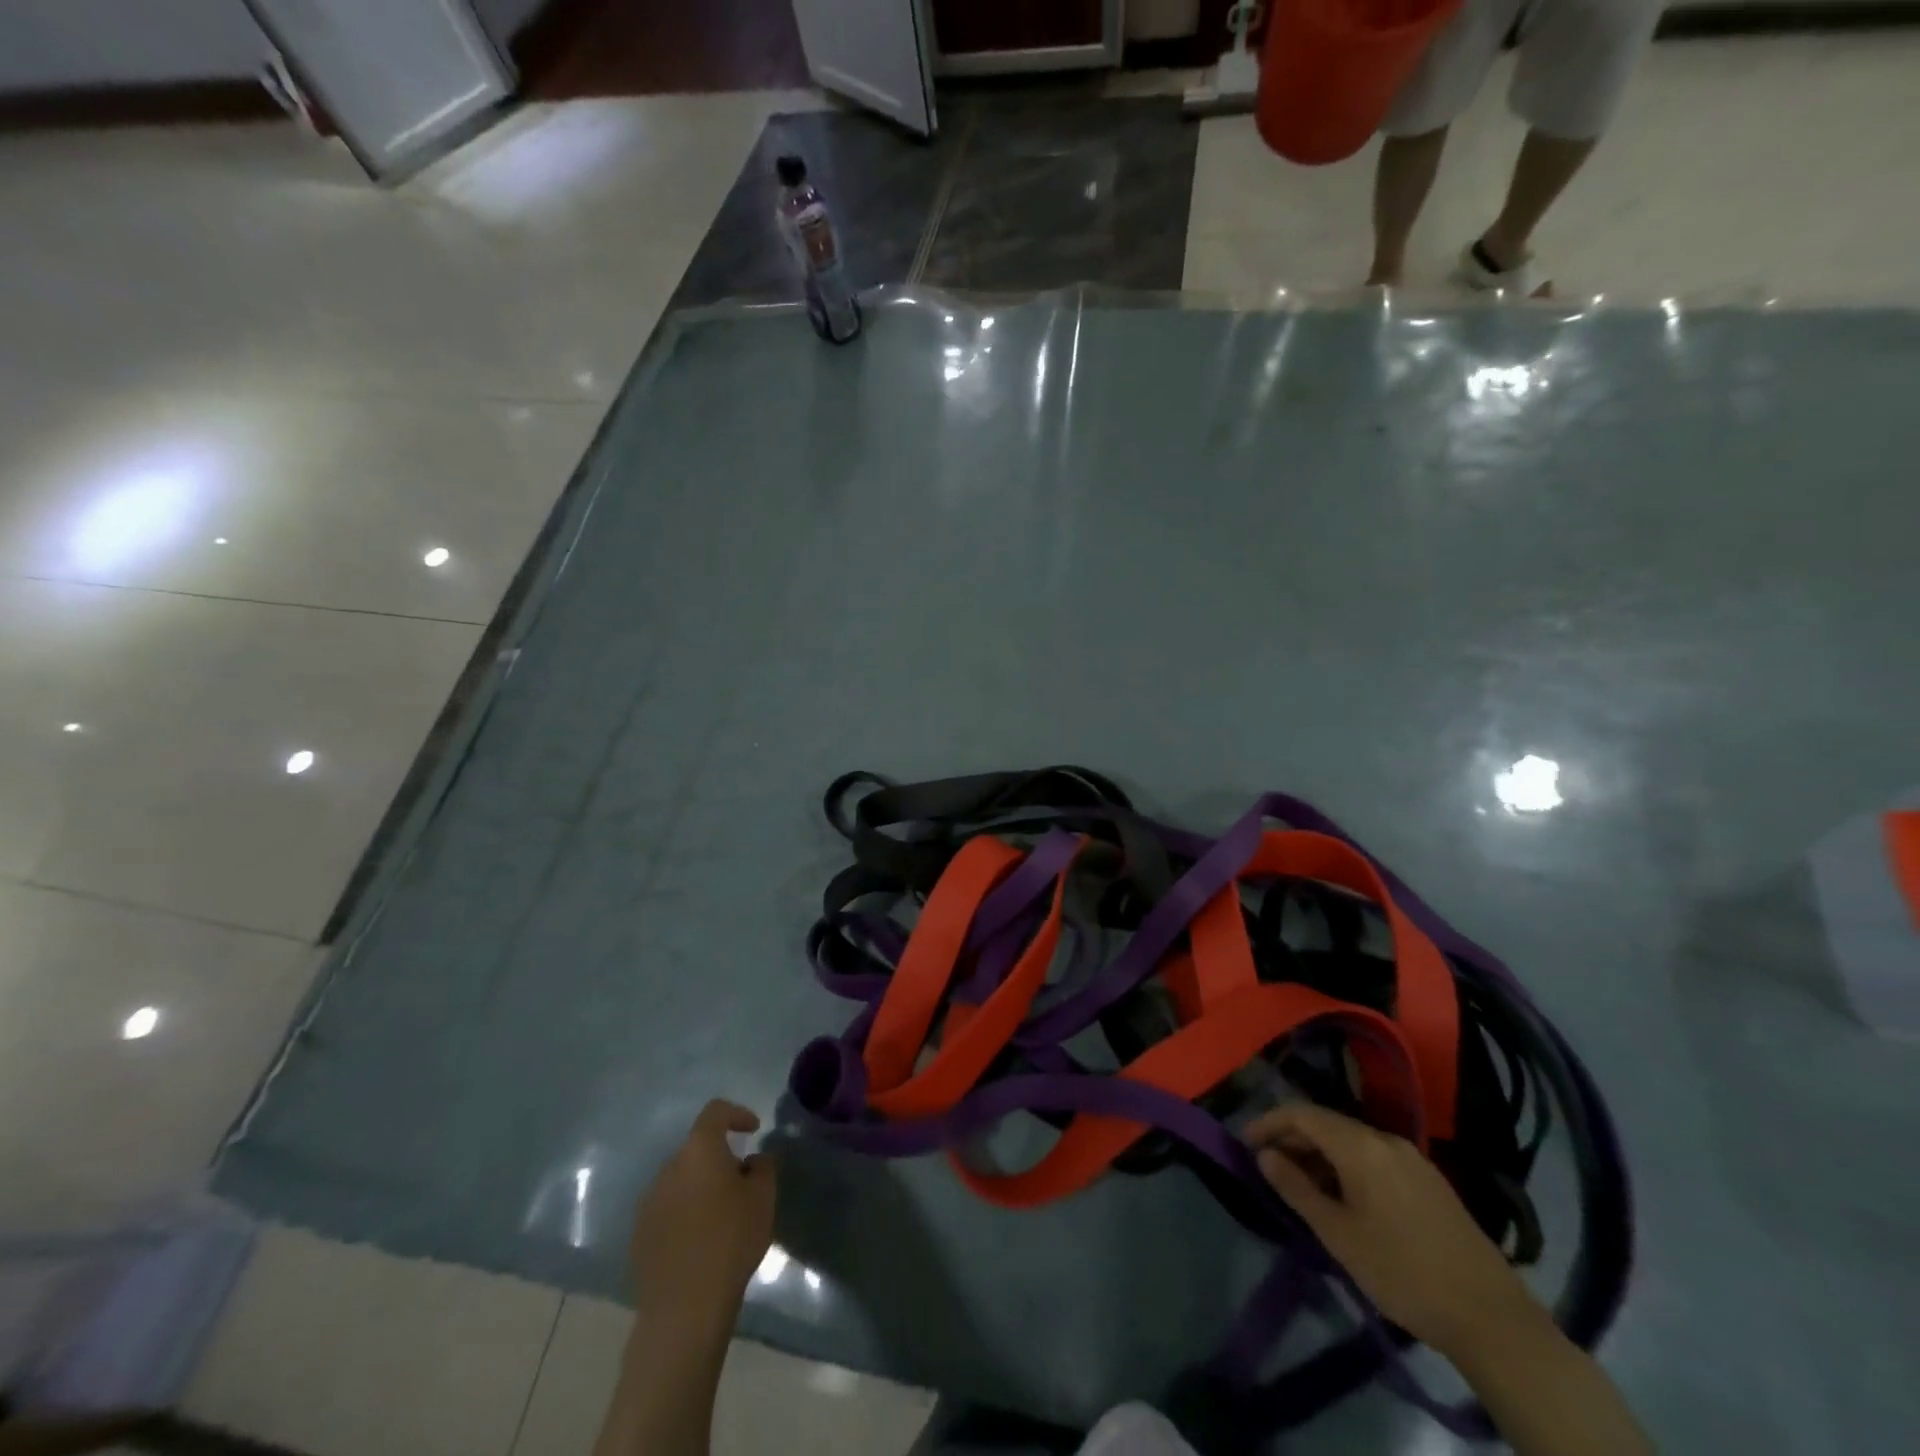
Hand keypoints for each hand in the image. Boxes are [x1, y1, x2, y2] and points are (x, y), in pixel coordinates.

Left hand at [630, 1100, 777, 1334]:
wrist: (685, 1307)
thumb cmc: (731, 1240)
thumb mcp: (763, 1198)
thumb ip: (762, 1167)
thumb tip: (751, 1160)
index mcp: (699, 1150)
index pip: (715, 1112)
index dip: (736, 1114)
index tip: (753, 1130)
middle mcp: (669, 1168)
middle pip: (697, 1149)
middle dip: (719, 1158)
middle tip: (742, 1182)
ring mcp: (649, 1202)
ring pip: (681, 1180)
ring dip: (701, 1187)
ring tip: (722, 1215)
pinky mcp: (640, 1234)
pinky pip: (668, 1209)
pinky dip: (685, 1212)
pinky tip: (700, 1240)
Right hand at [1245, 1103, 1542, 1360]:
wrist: (1491, 1318)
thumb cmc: (1402, 1272)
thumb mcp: (1338, 1235)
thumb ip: (1296, 1188)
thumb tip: (1264, 1154)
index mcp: (1361, 1145)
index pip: (1302, 1114)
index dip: (1269, 1122)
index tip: (1244, 1141)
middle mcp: (1385, 1139)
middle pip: (1327, 1124)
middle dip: (1293, 1138)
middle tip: (1267, 1165)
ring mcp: (1411, 1159)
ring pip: (1351, 1141)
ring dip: (1320, 1154)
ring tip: (1299, 1184)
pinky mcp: (1429, 1181)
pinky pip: (1374, 1157)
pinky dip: (1346, 1165)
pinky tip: (1342, 1197)